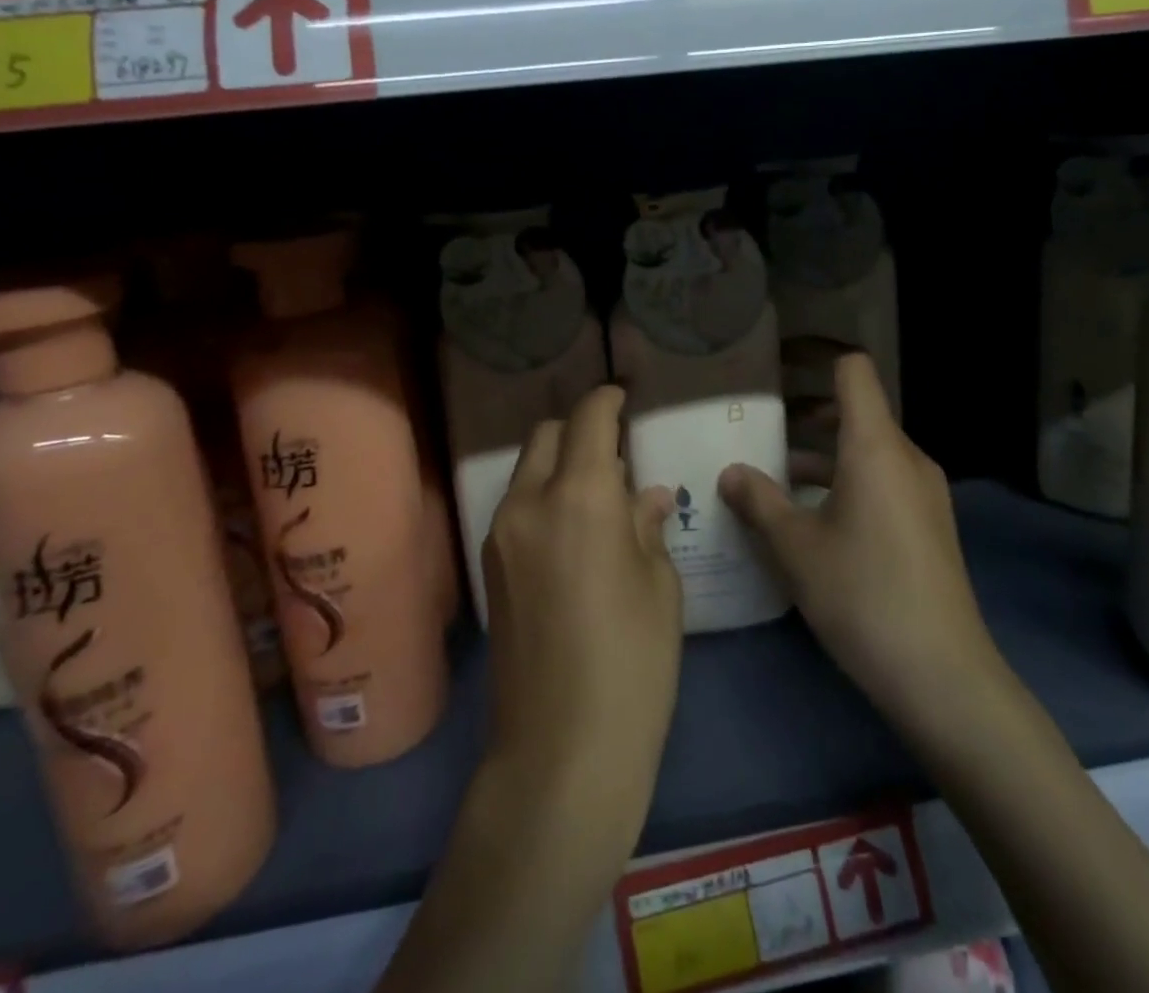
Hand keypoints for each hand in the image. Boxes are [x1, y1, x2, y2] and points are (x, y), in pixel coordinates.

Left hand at [482, 385, 682, 853]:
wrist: (560, 750)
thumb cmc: (632, 663)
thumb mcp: (659, 586)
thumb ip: (646, 525)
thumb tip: (645, 494)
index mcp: (579, 497)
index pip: (588, 419)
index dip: (607, 399)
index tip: (624, 397)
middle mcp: (529, 502)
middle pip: (547, 434)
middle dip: (580, 428)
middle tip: (616, 450)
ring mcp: (500, 534)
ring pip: (527, 468)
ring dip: (559, 463)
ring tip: (598, 493)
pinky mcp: (489, 565)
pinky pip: (517, 505)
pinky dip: (543, 495)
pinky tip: (574, 530)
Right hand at [720, 355, 998, 726]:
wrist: (942, 675)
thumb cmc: (862, 593)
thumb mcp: (795, 547)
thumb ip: (759, 500)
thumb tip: (731, 472)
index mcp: (876, 446)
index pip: (852, 370)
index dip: (816, 355)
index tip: (777, 361)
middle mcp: (906, 457)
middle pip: (856, 410)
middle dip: (806, 414)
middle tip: (759, 426)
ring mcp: (923, 492)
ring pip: (867, 450)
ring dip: (822, 454)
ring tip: (774, 477)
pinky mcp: (928, 524)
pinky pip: (881, 480)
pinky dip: (844, 481)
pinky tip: (811, 518)